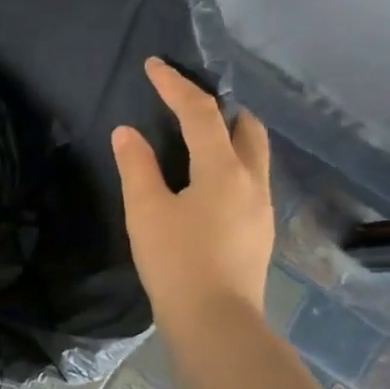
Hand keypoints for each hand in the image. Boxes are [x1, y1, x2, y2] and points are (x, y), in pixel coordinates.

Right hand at [111, 58, 274, 335]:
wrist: (215, 322)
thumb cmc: (176, 262)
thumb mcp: (146, 211)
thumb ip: (137, 166)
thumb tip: (128, 132)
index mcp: (224, 169)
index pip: (200, 113)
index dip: (176, 85)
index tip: (155, 66)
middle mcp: (252, 181)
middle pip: (246, 127)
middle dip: (220, 108)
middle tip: (188, 105)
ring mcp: (261, 208)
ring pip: (254, 156)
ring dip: (229, 138)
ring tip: (197, 143)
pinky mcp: (259, 232)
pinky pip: (250, 181)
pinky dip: (231, 166)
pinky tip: (206, 187)